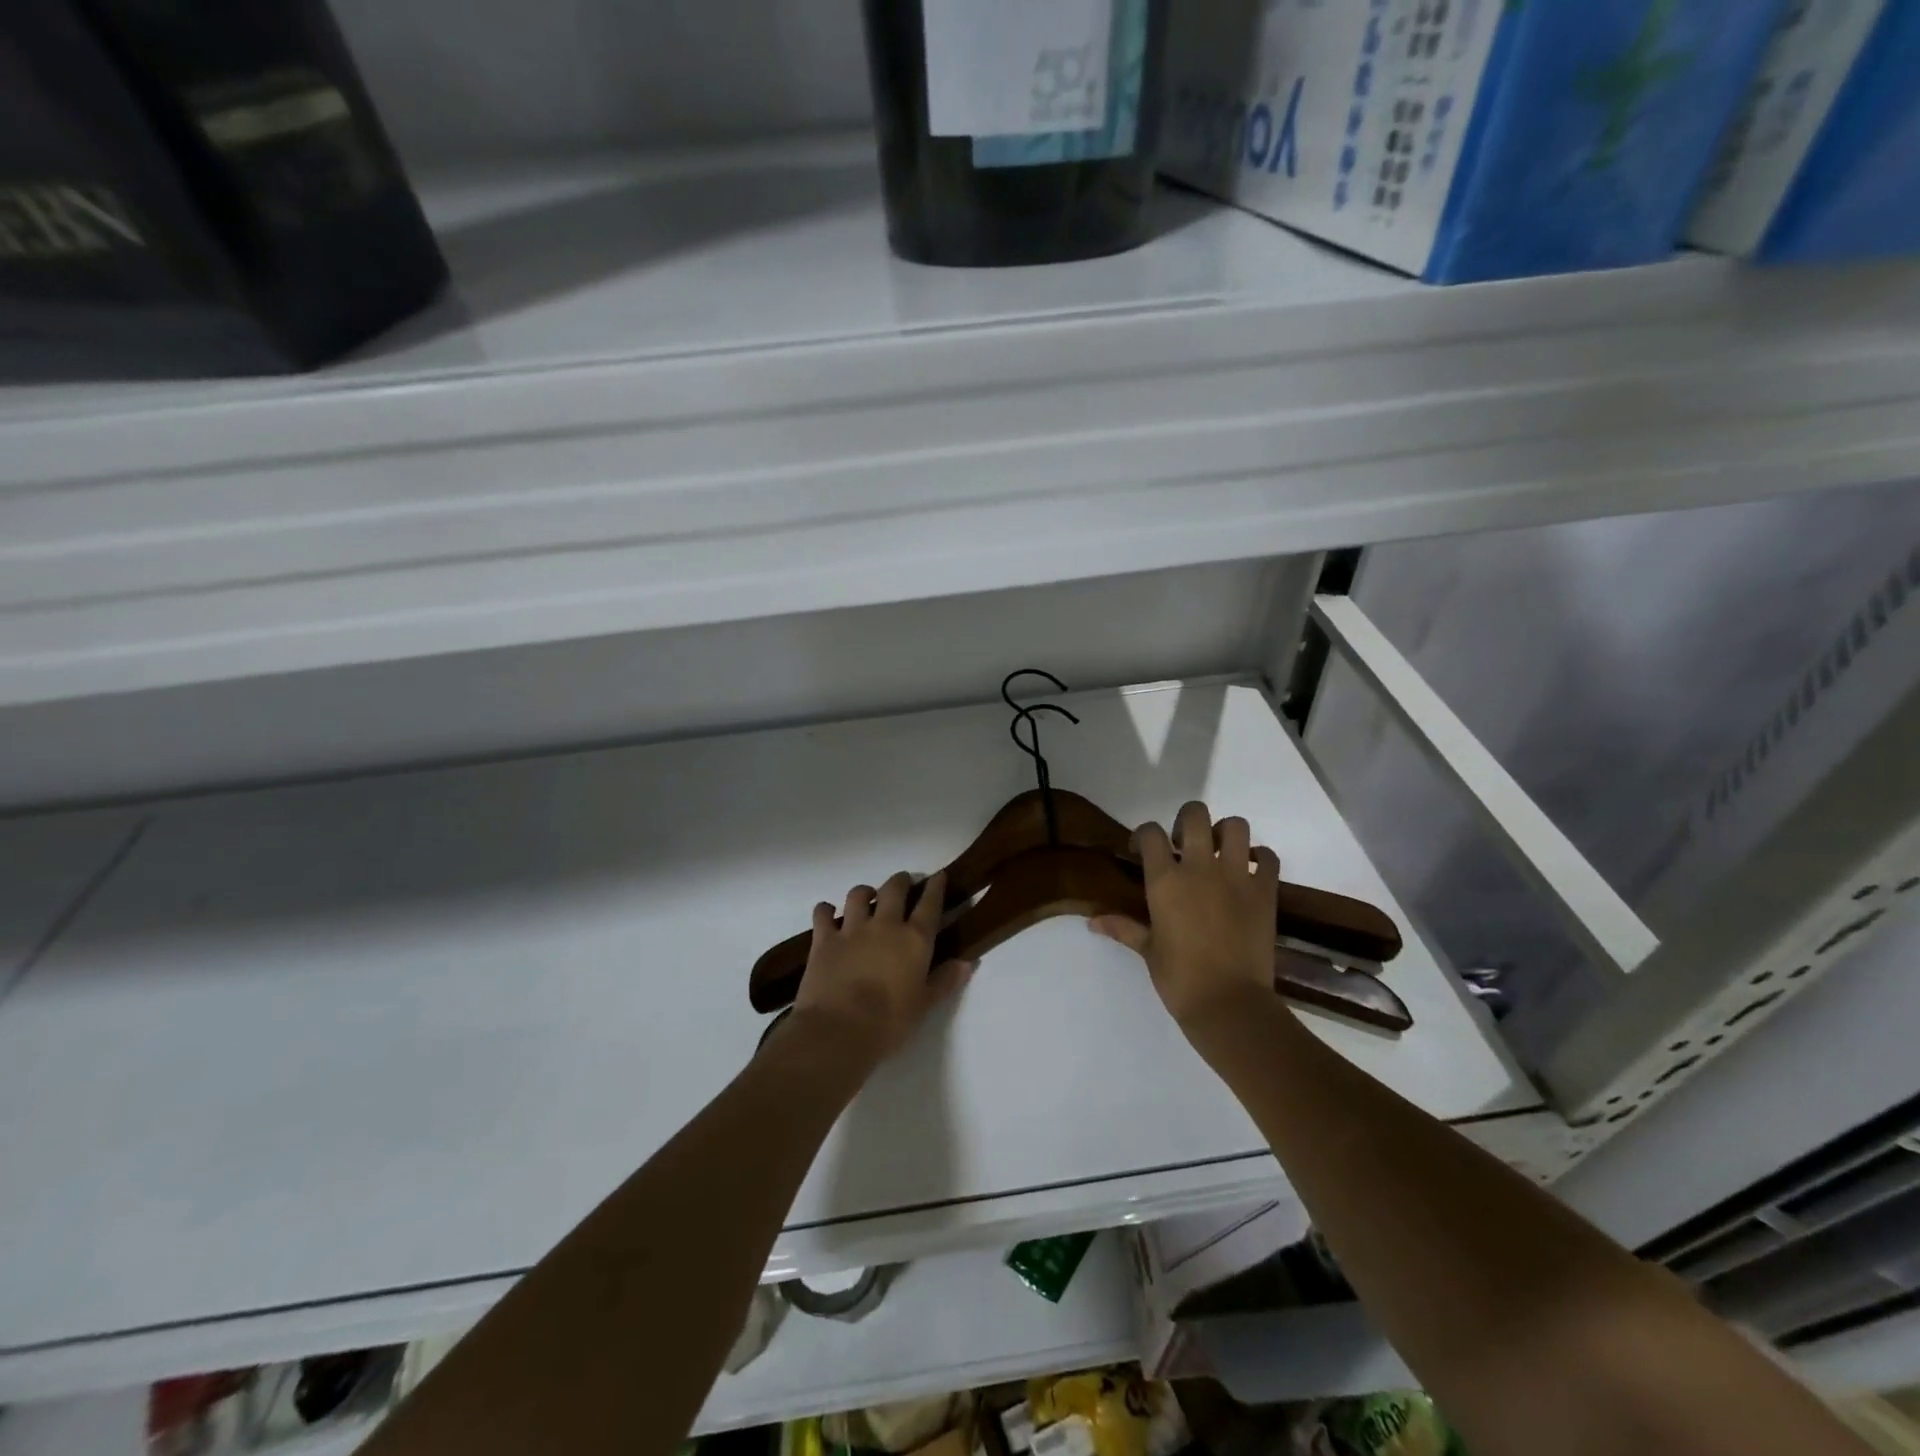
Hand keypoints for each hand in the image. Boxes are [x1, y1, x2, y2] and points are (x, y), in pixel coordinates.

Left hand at [790, 870, 974, 1068]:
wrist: (839, 1030)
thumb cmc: (889, 1022)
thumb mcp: (924, 1005)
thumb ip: (945, 980)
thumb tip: (967, 962)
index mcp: (914, 939)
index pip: (930, 904)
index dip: (936, 886)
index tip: (938, 876)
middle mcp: (885, 925)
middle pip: (894, 889)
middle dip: (900, 881)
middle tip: (903, 882)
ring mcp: (852, 929)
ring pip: (858, 894)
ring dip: (865, 892)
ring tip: (867, 896)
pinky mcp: (824, 939)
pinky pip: (823, 913)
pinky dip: (826, 910)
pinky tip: (828, 913)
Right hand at [1090, 801, 1279, 1030]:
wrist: (1229, 1004)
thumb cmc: (1180, 978)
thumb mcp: (1148, 950)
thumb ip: (1123, 927)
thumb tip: (1093, 921)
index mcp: (1165, 881)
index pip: (1150, 833)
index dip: (1144, 835)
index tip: (1141, 851)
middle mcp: (1200, 868)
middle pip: (1195, 815)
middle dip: (1187, 820)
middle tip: (1184, 844)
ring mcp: (1237, 877)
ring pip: (1236, 827)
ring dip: (1226, 833)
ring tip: (1219, 852)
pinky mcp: (1265, 892)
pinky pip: (1268, 858)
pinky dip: (1260, 858)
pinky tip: (1250, 872)